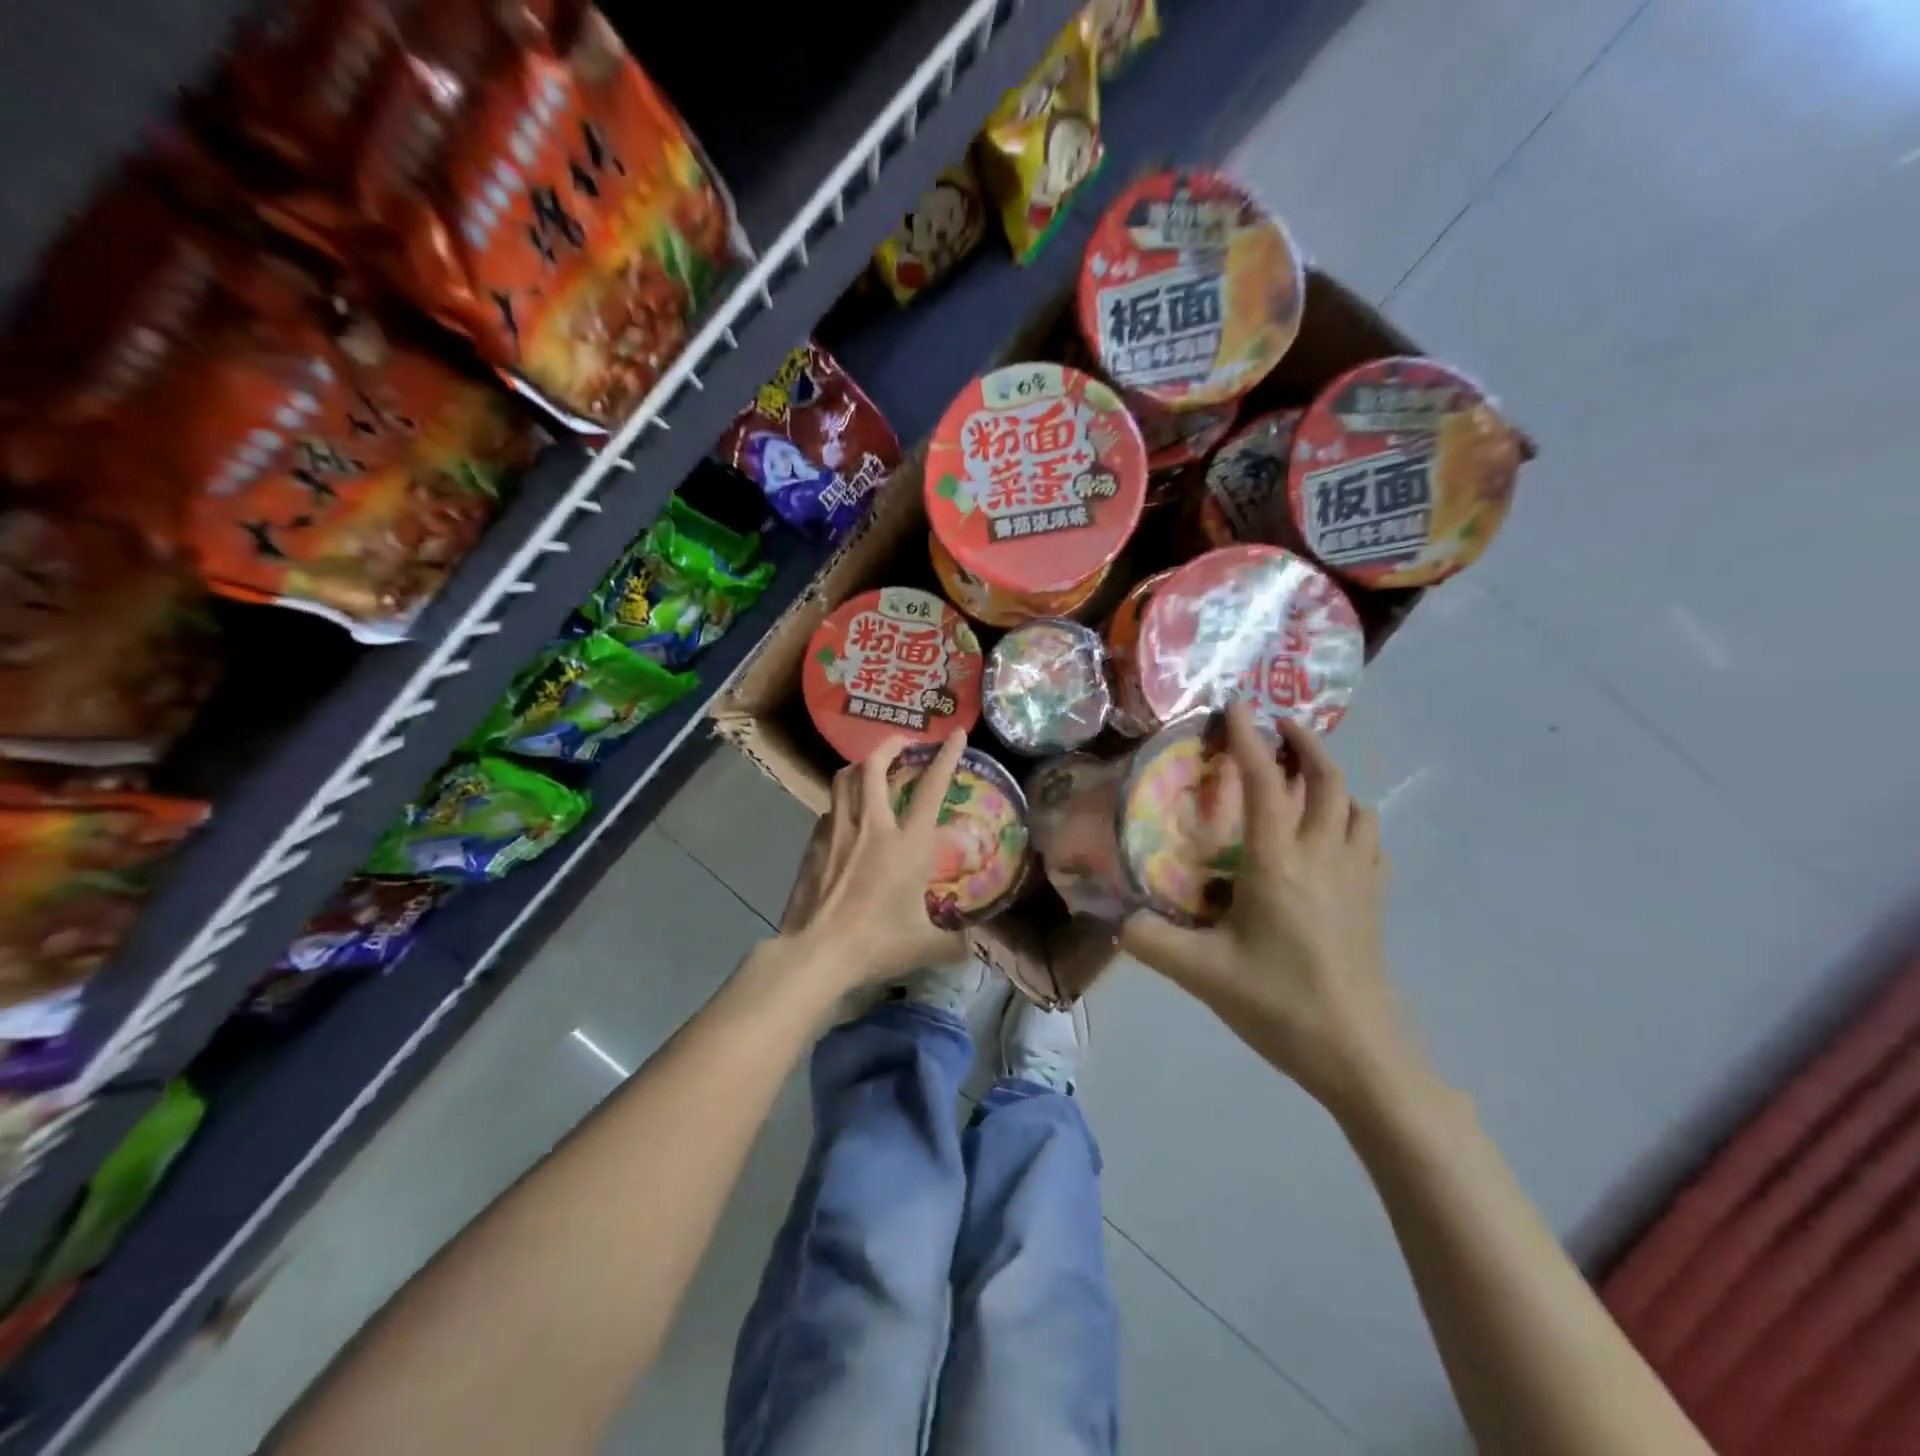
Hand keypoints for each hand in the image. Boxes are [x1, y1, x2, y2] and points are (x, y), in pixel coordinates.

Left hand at [777, 731, 969, 990]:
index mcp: (908, 844)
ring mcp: (838, 831)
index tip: (955, 733)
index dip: (946, 756)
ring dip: (861, 766)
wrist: (818, 951)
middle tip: (903, 743)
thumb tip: (972, 949)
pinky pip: (829, 809)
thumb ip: (954, 944)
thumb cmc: (878, 943)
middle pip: (875, 766)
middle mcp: (872, 826)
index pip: (931, 788)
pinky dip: (841, 802)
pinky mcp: (814, 845)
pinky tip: (845, 816)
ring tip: (871, 768)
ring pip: (844, 779)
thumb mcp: (925, 946)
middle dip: (890, 745)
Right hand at [1121, 703, 1414, 1112]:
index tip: (1237, 705)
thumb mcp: (1203, 975)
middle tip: (1280, 727)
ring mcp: (1357, 878)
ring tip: (1306, 778)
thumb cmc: (1281, 1004)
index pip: (1265, 784)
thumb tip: (1115, 920)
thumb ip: (1151, 942)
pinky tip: (1335, 836)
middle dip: (1305, 743)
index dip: (1249, 739)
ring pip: (1357, 806)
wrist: (1361, 1054)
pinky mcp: (1374, 902)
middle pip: (1327, 780)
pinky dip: (1353, 819)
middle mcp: (1323, 857)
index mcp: (1278, 864)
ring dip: (1333, 779)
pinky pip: (1370, 841)